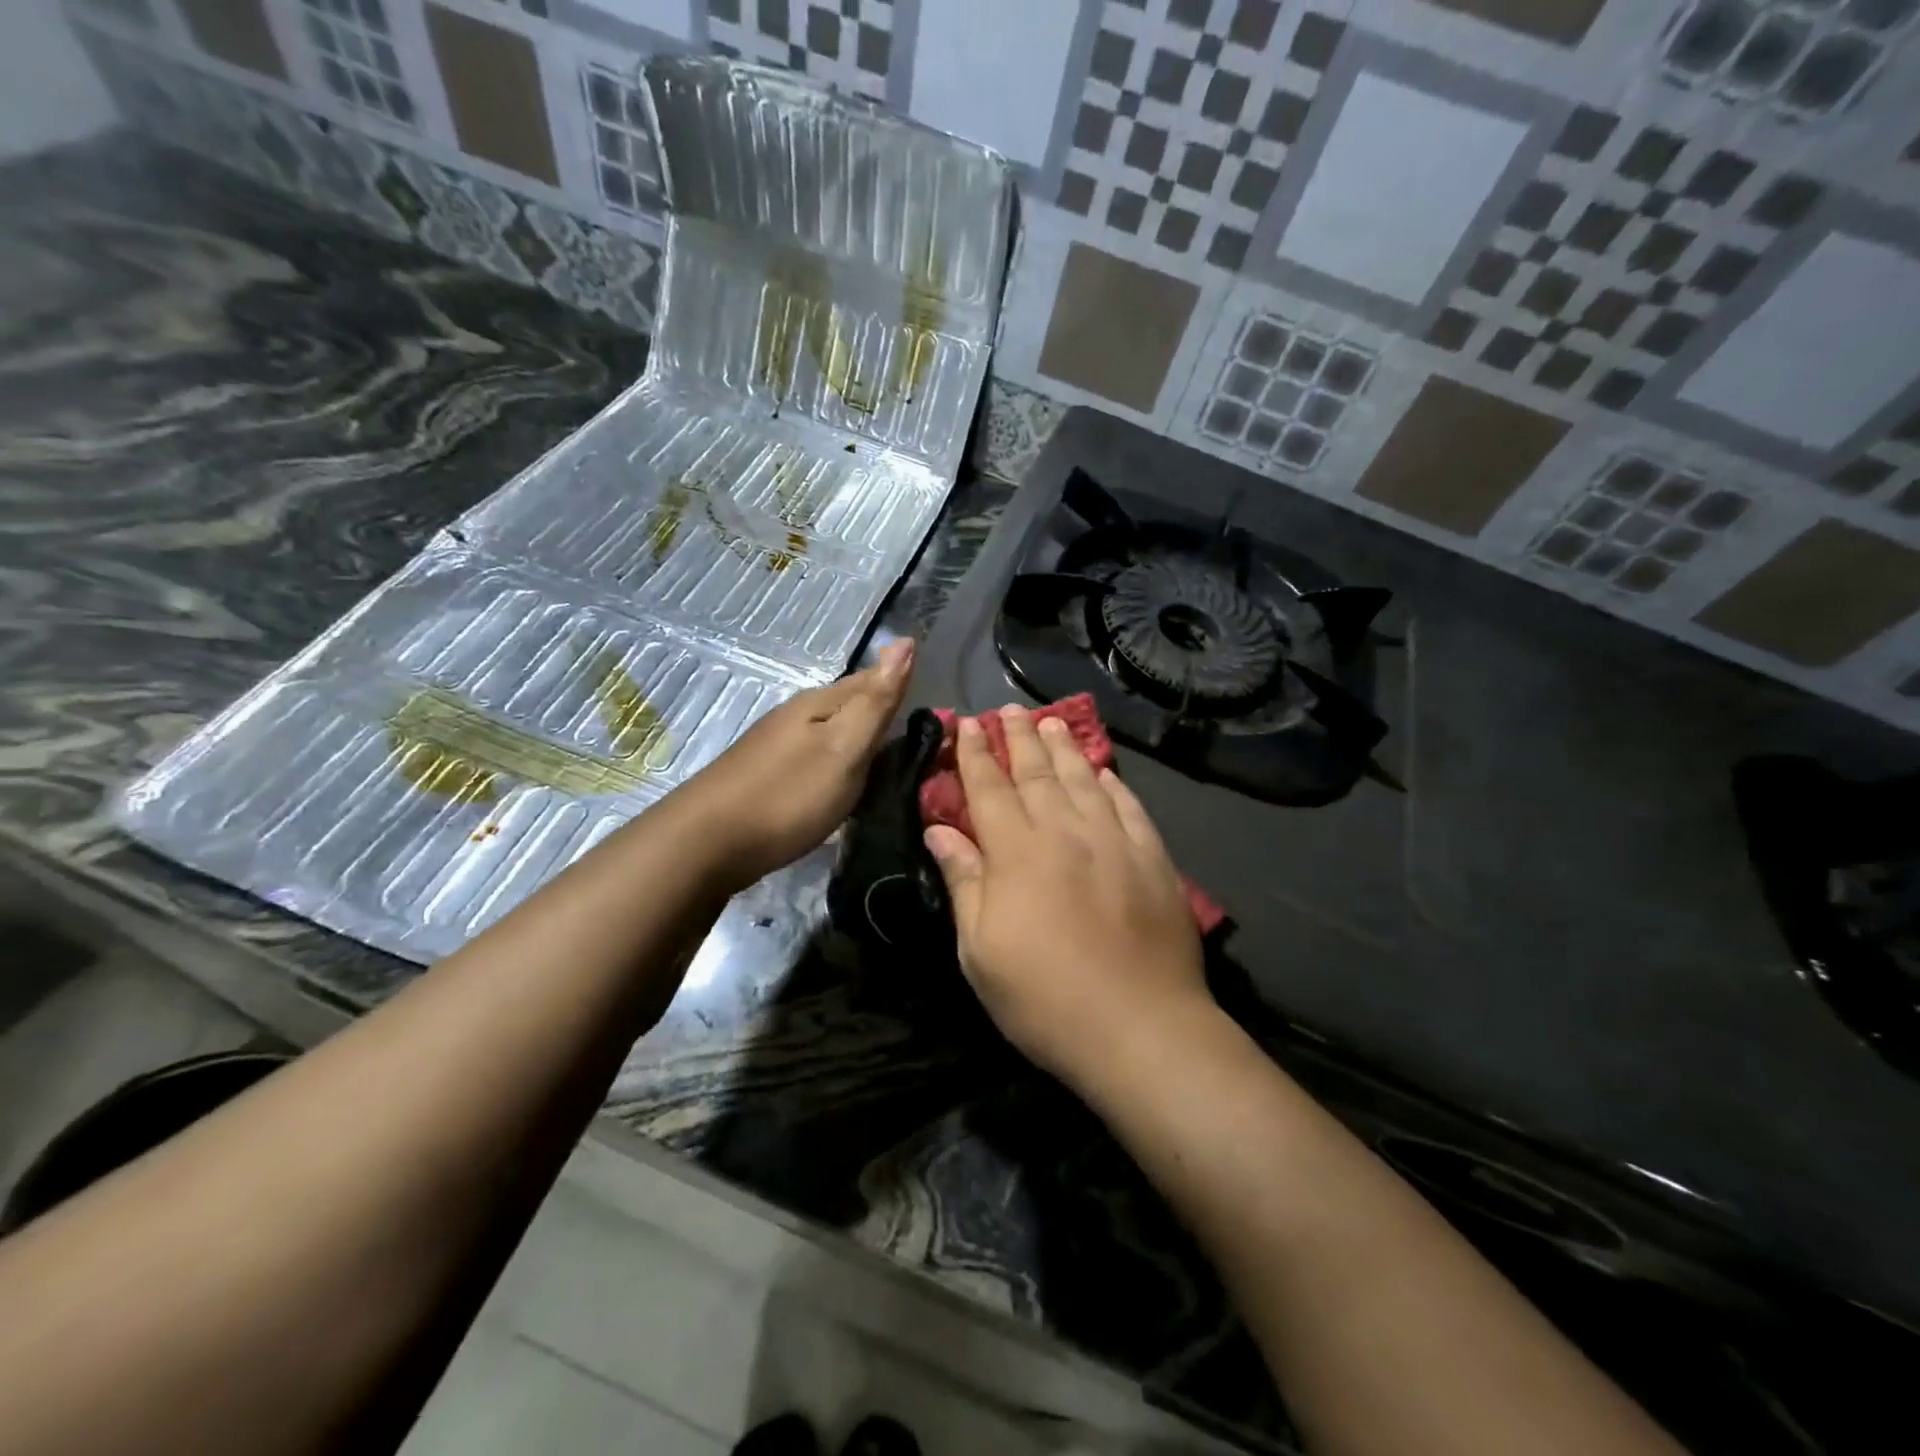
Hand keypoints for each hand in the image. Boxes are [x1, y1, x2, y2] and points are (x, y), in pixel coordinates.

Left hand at [679, 639, 912, 890]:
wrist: (708, 844)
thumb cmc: (788, 795)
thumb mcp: (844, 748)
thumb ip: (876, 701)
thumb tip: (905, 640)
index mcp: (819, 703)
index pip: (871, 680)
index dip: (903, 689)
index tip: (939, 716)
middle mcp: (796, 716)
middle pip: (850, 707)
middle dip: (883, 717)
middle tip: (922, 745)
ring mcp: (777, 746)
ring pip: (832, 734)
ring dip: (860, 743)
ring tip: (890, 767)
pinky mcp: (767, 777)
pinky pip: (816, 760)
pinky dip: (838, 767)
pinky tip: (844, 786)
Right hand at [922, 705, 1208, 1089]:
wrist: (1141, 1027)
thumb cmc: (1044, 997)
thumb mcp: (980, 950)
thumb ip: (963, 881)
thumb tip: (939, 830)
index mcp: (1017, 852)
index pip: (989, 788)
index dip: (975, 754)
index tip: (966, 723)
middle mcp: (1065, 831)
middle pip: (1037, 773)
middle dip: (1018, 738)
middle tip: (1008, 710)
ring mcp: (1114, 841)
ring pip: (1083, 780)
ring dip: (1063, 748)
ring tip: (1050, 722)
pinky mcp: (1153, 858)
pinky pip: (1128, 806)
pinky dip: (1112, 784)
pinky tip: (1104, 772)